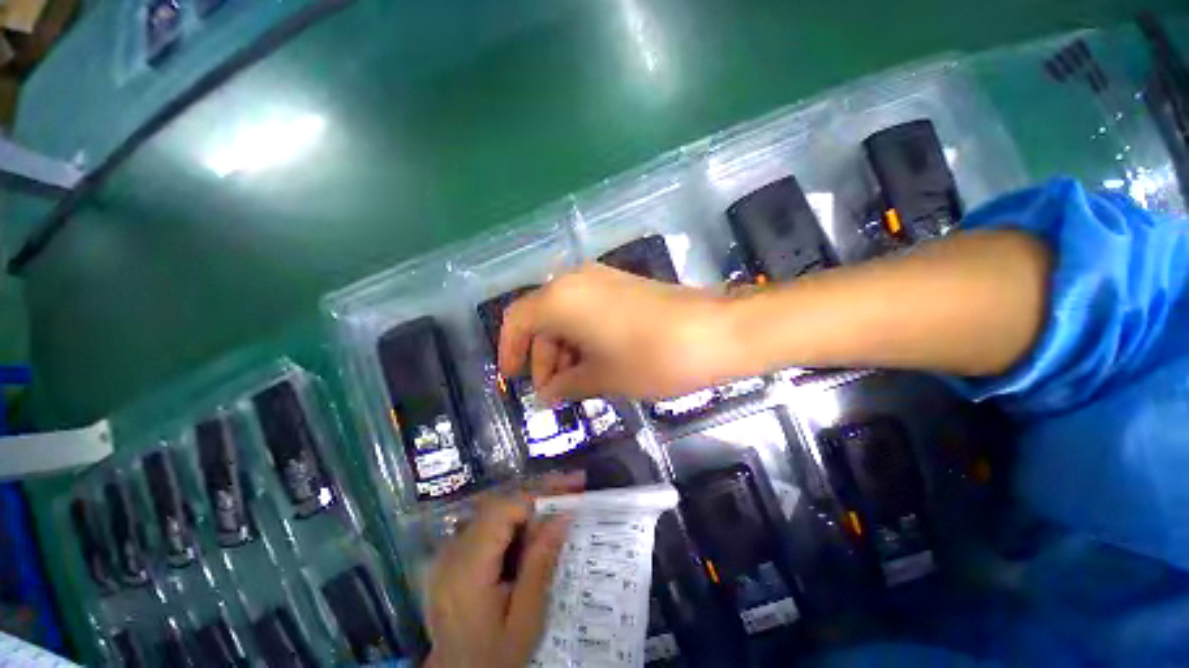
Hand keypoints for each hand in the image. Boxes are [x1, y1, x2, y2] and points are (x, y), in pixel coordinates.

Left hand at [425, 474, 582, 667]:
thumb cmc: (493, 657)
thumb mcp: (525, 619)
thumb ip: (540, 565)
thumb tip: (562, 516)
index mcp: (467, 569)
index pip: (502, 511)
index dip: (537, 497)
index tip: (571, 491)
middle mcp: (452, 552)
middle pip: (499, 504)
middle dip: (539, 492)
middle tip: (574, 483)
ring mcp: (449, 551)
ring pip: (495, 509)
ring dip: (530, 502)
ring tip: (562, 498)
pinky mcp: (453, 555)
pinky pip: (489, 523)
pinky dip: (516, 519)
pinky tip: (537, 524)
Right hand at [499, 264, 737, 402]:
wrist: (714, 332)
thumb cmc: (650, 358)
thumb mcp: (602, 377)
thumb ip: (567, 385)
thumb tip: (548, 395)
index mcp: (561, 298)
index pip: (517, 321)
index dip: (510, 351)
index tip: (514, 379)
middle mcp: (576, 280)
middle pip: (543, 319)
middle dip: (543, 357)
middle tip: (554, 393)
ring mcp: (602, 279)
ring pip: (567, 315)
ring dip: (564, 349)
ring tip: (576, 384)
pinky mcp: (623, 286)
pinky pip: (588, 310)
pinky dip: (583, 337)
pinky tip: (595, 363)